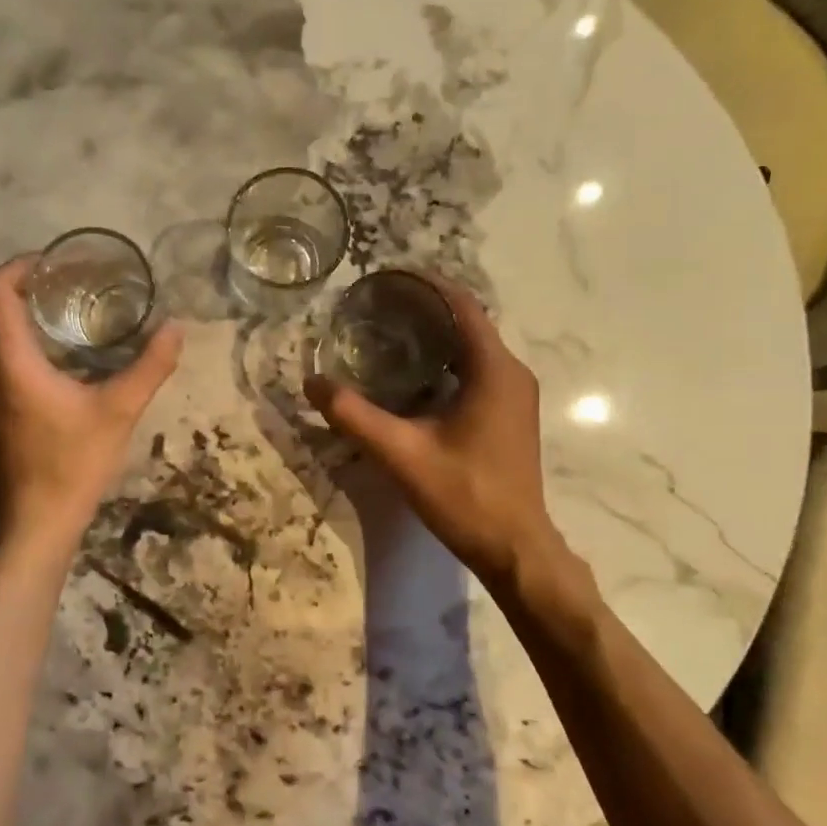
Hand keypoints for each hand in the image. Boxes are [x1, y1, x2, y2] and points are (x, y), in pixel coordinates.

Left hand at [0, 256, 181, 551]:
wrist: (36, 524)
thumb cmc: (73, 463)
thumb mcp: (119, 410)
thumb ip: (150, 366)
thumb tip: (176, 327)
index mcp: (9, 358)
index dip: (23, 264)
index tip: (58, 262)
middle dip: (31, 288)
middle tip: (76, 285)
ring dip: (28, 319)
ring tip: (73, 315)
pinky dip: (24, 346)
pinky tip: (61, 360)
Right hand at [305, 276, 602, 617]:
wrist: (514, 548)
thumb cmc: (465, 495)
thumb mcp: (401, 454)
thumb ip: (354, 416)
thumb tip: (312, 383)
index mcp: (494, 370)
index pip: (461, 306)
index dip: (425, 285)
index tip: (387, 277)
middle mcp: (511, 373)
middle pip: (466, 322)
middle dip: (423, 309)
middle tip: (376, 306)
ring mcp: (515, 395)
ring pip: (472, 347)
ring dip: (434, 335)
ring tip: (386, 332)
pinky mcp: (509, 415)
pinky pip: (476, 370)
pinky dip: (445, 360)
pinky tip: (411, 375)